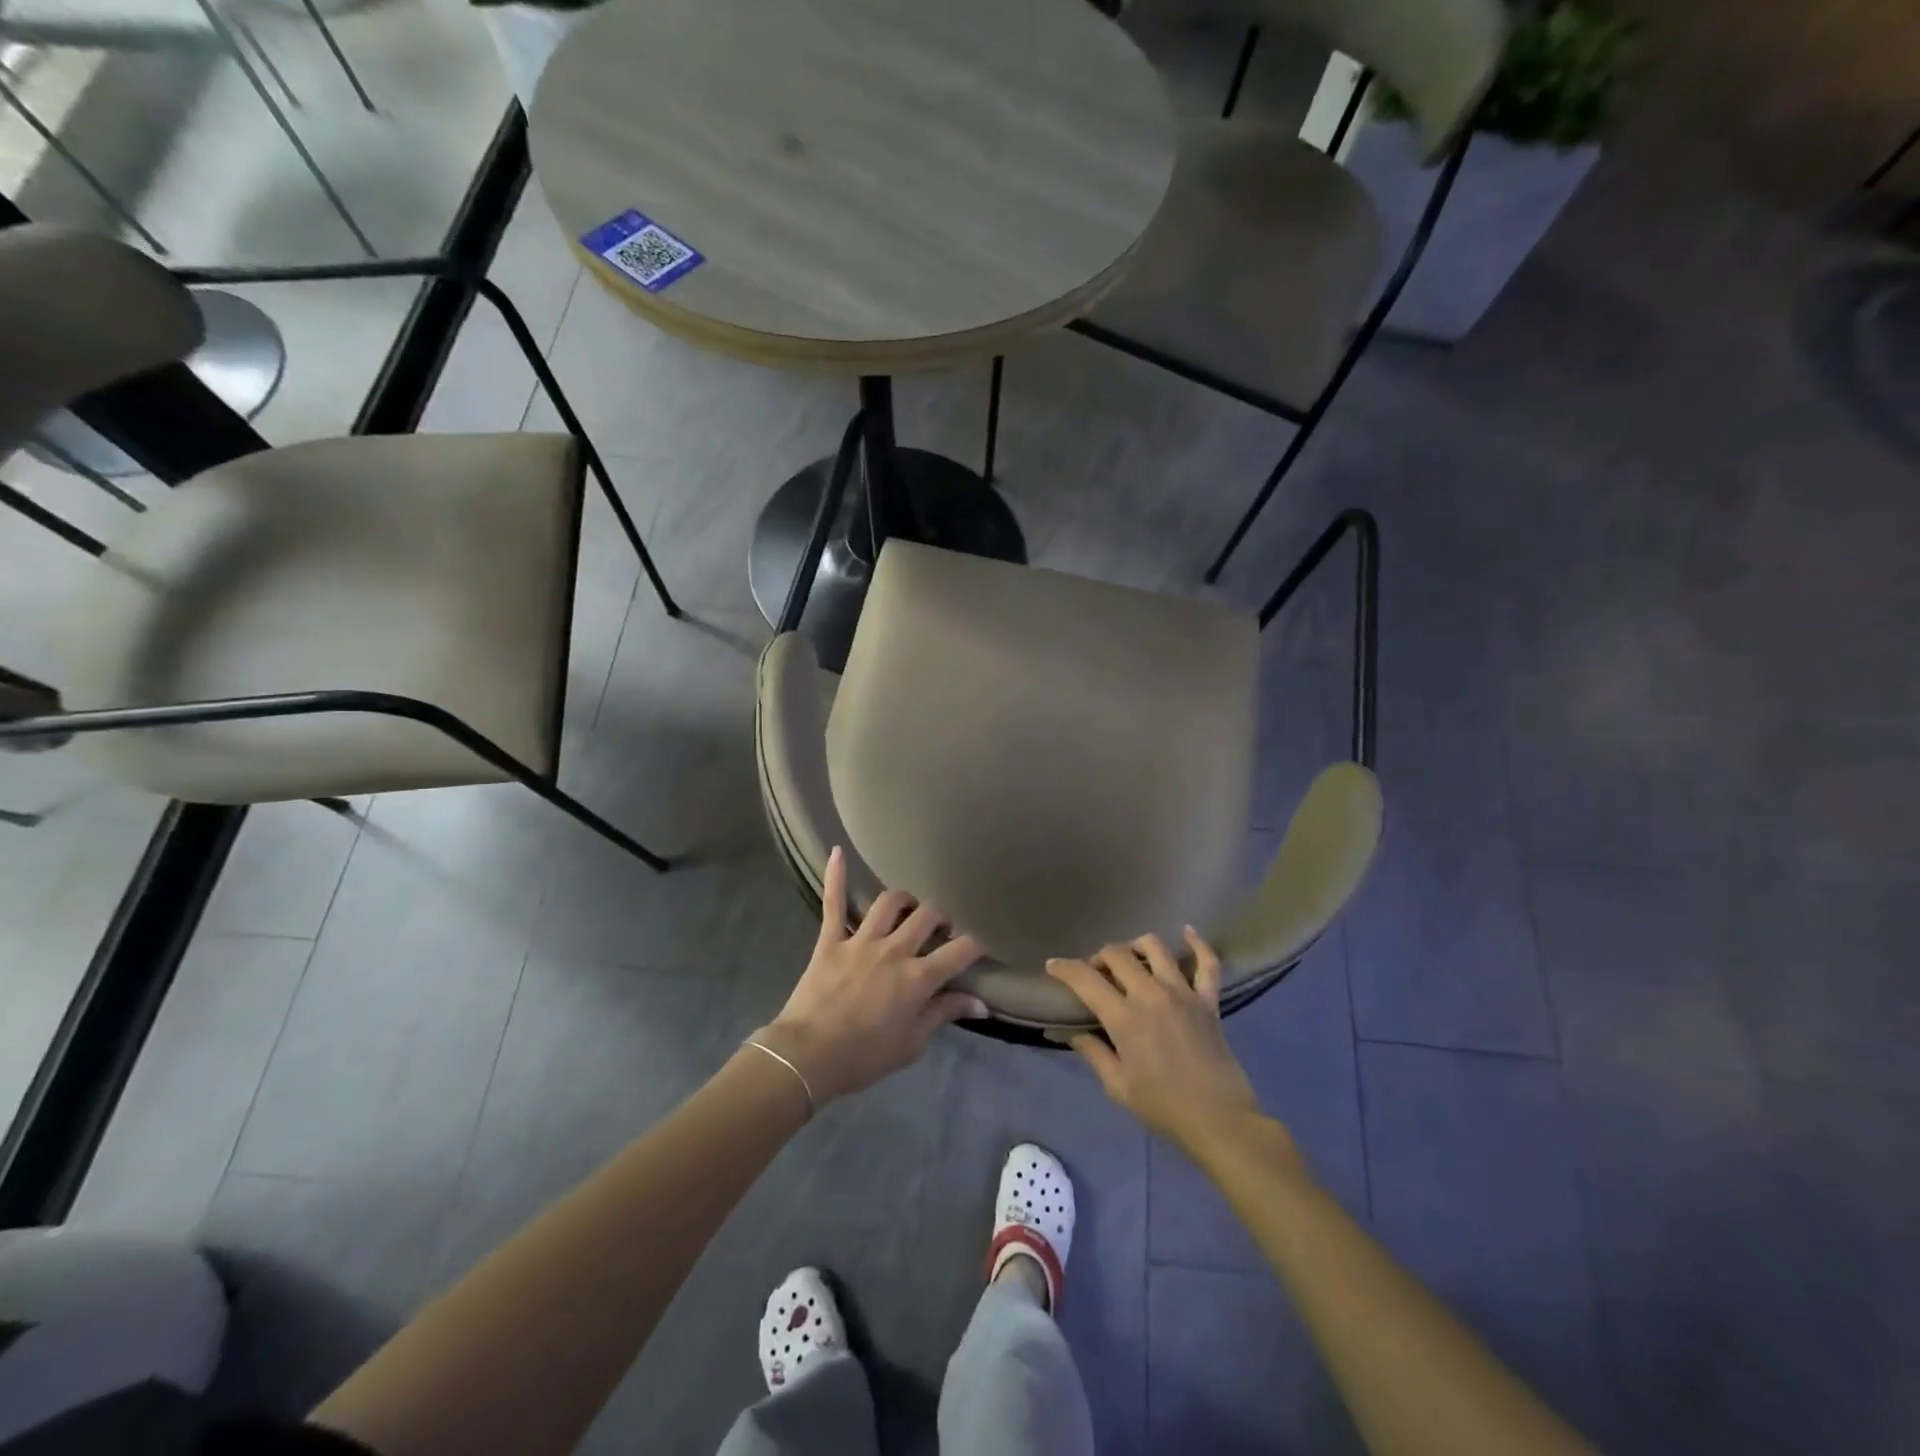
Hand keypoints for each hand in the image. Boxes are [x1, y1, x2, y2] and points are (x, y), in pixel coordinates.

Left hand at [759, 847, 986, 1104]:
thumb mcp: (912, 1044)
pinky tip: (838, 852)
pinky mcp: (831, 939)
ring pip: (890, 902)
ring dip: (904, 900)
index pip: (960, 950)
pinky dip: (836, 876)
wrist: (808, 1056)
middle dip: (941, 918)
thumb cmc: (863, 1057)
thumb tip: (981, 1004)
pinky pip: (834, 902)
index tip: (983, 942)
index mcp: (918, 978)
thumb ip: (944, 1014)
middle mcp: (894, 950)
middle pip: (928, 916)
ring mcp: (861, 940)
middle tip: (941, 928)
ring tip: (908, 908)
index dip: (977, 943)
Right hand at [1046, 930, 1262, 1157]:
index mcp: (1125, 1017)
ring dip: (1135, 947)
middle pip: (1117, 955)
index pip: (1086, 979)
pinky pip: (1207, 963)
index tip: (1054, 965)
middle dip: (1099, 958)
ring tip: (1130, 960)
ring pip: (1155, 948)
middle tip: (1096, 974)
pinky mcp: (1208, 1000)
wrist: (1219, 1120)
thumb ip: (1093, 1053)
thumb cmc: (1163, 1107)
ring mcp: (1183, 993)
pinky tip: (1188, 931)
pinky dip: (1198, 944)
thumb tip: (1071, 1032)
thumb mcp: (1118, 1086)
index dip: (1065, 968)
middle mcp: (1151, 994)